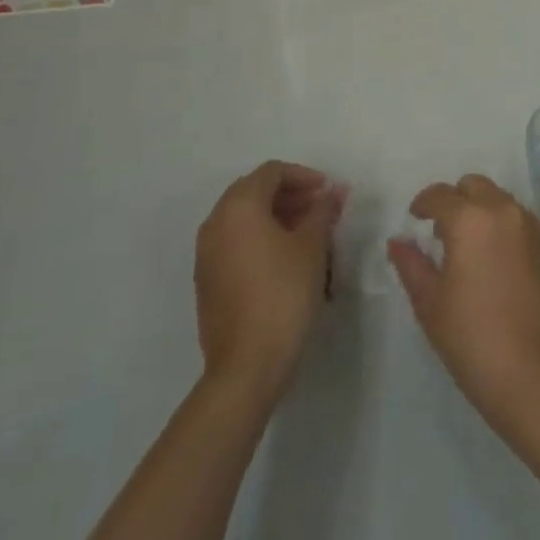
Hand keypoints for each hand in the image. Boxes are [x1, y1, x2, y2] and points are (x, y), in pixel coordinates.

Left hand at [195, 161, 345, 398]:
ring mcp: (206, 255)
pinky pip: (235, 243)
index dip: (304, 176)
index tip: (329, 192)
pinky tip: (286, 261)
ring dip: (276, 218)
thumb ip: (322, 211)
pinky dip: (260, 240)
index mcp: (238, 207)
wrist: (247, 367)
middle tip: (319, 210)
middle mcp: (215, 223)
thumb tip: (332, 192)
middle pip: (254, 192)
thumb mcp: (312, 246)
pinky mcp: (207, 282)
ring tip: (308, 236)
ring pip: (244, 219)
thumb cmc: (283, 294)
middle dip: (290, 196)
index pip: (272, 172)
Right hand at [388, 175, 539, 426]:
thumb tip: (398, 241)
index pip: (440, 195)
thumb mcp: (430, 303)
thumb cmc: (473, 339)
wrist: (536, 375)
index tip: (416, 220)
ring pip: (500, 200)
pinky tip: (500, 265)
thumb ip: (411, 264)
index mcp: (469, 218)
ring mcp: (532, 225)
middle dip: (456, 201)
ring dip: (483, 212)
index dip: (423, 204)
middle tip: (444, 234)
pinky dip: (507, 229)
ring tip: (473, 250)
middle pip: (474, 186)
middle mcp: (503, 210)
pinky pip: (522, 221)